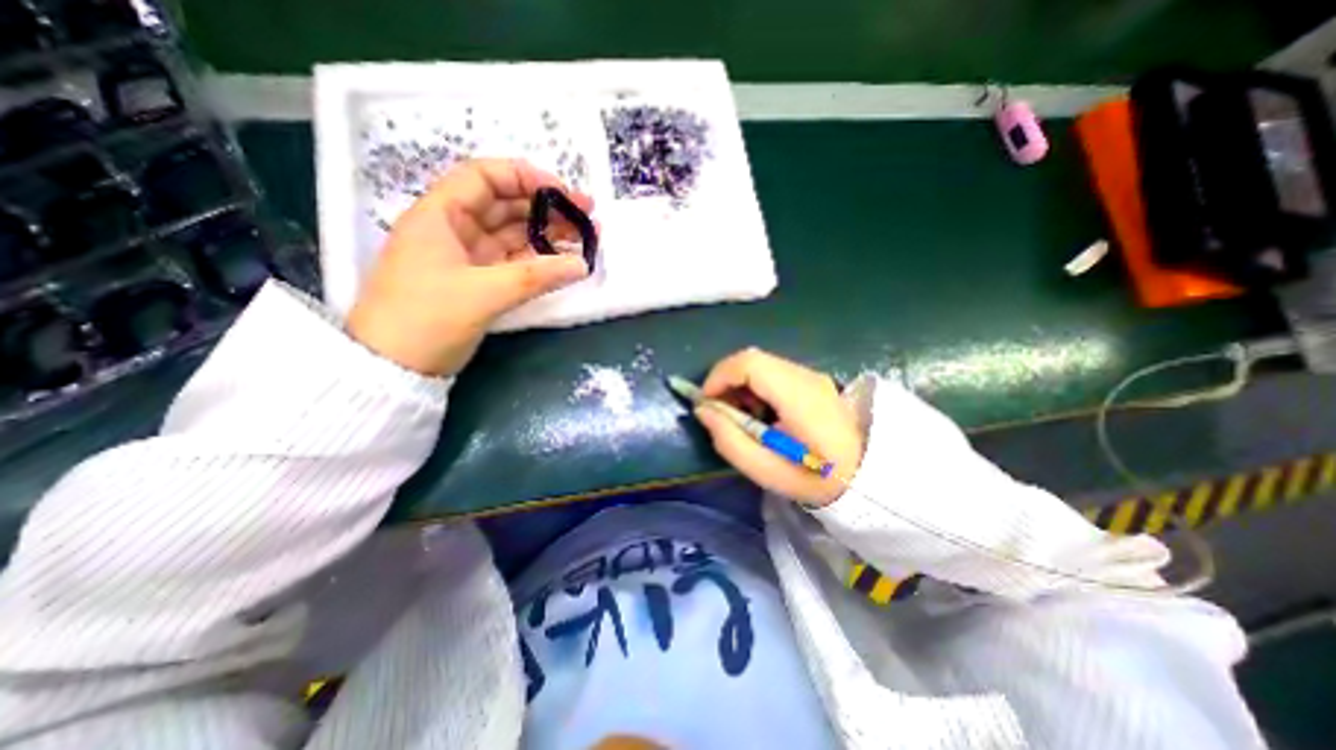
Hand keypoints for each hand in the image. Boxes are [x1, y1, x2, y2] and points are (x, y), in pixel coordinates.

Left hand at [346, 162, 592, 376]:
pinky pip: (514, 263)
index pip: (484, 177)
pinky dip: (539, 261)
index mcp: (440, 215)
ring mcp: (468, 258)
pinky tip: (564, 262)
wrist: (394, 366)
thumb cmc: (426, 318)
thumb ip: (536, 277)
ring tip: (585, 239)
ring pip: (514, 235)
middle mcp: (454, 230)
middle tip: (587, 216)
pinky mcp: (478, 282)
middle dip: (546, 208)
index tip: (563, 193)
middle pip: (505, 205)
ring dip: (548, 235)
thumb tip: (583, 265)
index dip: (525, 178)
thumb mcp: (483, 293)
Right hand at [696, 349, 861, 505]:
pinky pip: (773, 373)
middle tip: (720, 411)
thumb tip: (704, 410)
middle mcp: (806, 376)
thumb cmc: (817, 479)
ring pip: (761, 364)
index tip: (706, 402)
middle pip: (752, 359)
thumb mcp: (767, 471)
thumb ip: (730, 440)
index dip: (719, 376)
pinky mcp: (812, 380)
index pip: (750, 363)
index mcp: (798, 397)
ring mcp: (812, 375)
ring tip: (740, 416)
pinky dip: (755, 387)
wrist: (869, 474)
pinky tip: (760, 413)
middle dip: (726, 380)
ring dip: (740, 384)